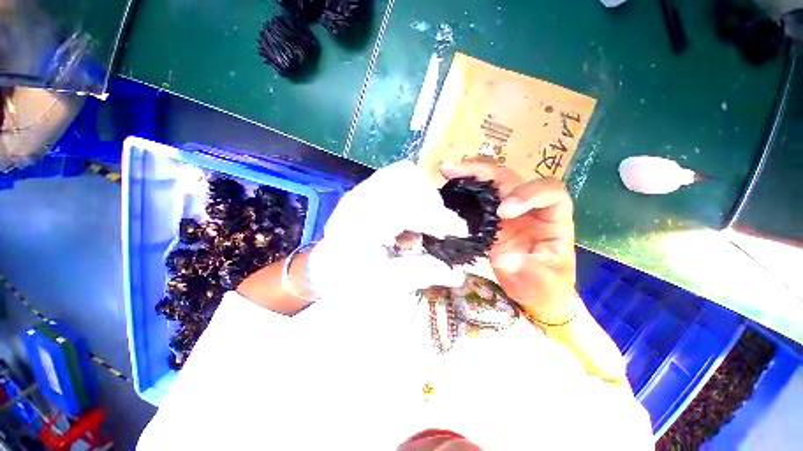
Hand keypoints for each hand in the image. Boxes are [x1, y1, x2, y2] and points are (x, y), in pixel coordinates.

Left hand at [307, 161, 467, 299]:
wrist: (326, 269)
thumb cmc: (349, 280)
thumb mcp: (385, 283)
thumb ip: (422, 273)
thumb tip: (458, 273)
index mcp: (359, 223)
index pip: (407, 206)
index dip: (439, 218)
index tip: (460, 233)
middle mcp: (359, 198)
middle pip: (406, 177)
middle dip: (432, 201)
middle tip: (438, 228)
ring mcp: (362, 190)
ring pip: (403, 173)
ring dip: (423, 195)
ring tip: (423, 222)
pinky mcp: (367, 190)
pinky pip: (397, 178)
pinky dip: (413, 194)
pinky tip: (409, 219)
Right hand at [440, 161, 576, 323]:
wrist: (530, 292)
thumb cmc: (545, 287)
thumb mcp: (544, 284)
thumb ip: (530, 271)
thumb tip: (505, 258)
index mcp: (552, 216)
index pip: (548, 190)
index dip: (527, 193)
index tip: (503, 212)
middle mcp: (528, 206)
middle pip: (510, 178)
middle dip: (484, 172)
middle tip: (455, 171)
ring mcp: (505, 209)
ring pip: (490, 182)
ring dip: (468, 174)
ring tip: (446, 171)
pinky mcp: (487, 217)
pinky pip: (475, 198)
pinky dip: (460, 191)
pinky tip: (445, 188)